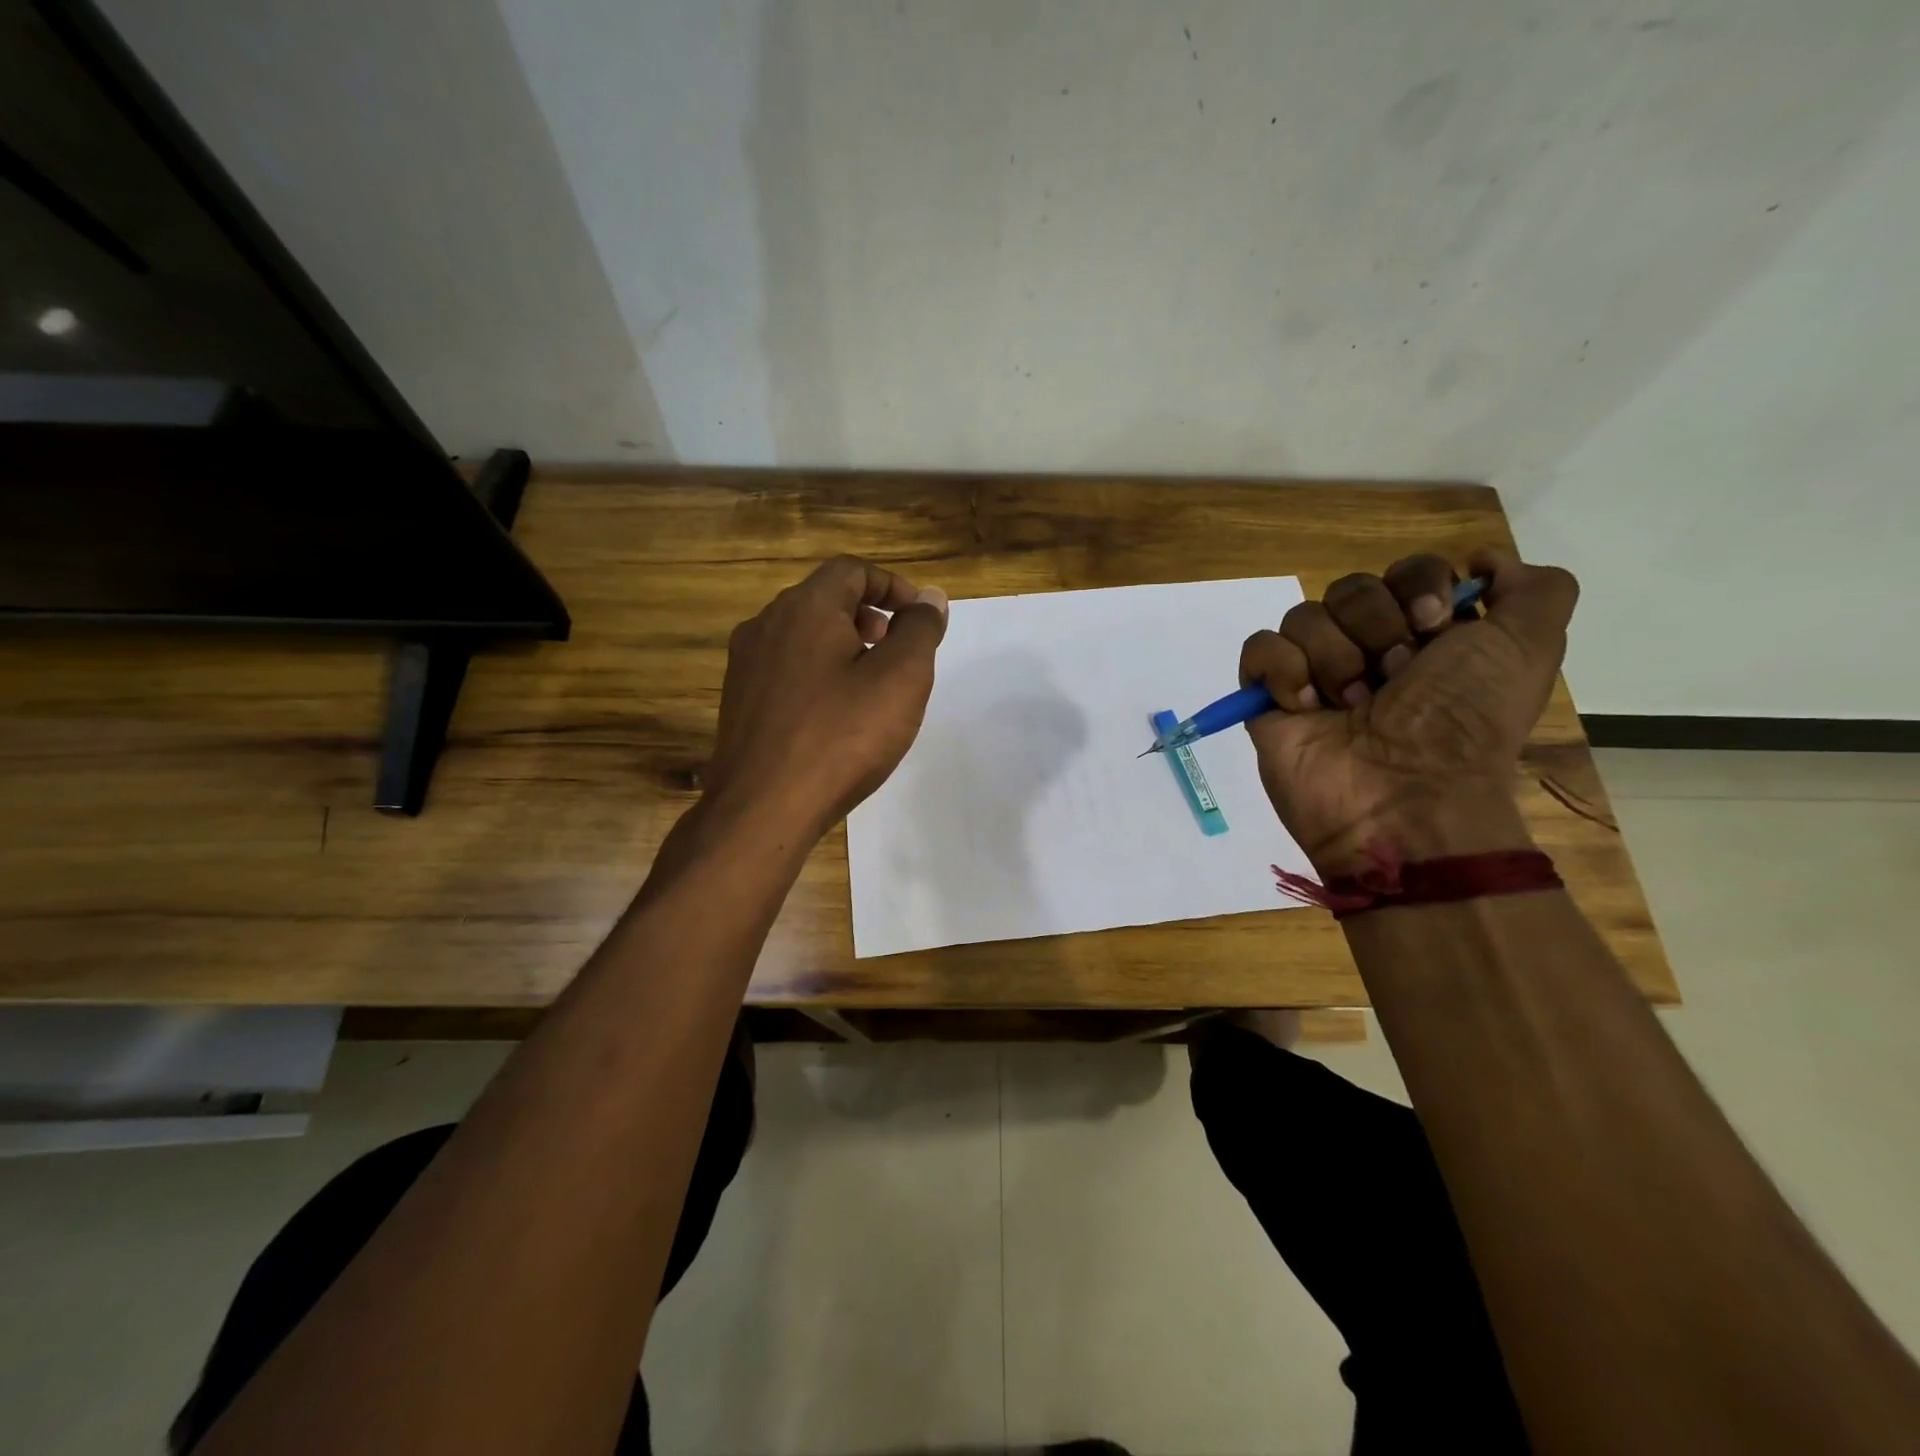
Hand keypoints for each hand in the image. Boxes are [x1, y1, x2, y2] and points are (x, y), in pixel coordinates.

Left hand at [703, 556, 947, 839]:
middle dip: (868, 614)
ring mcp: (746, 664)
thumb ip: (919, 629)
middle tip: (896, 648)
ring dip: (842, 643)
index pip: (851, 570)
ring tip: (870, 682)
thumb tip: (930, 598)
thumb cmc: (841, 737)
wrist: (763, 807)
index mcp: (805, 608)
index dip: (892, 585)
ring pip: (803, 634)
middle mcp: (766, 624)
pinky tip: (835, 713)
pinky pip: (786, 667)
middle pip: (824, 599)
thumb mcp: (900, 678)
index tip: (918, 617)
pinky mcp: (739, 700)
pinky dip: (818, 671)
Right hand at [1239, 548, 1578, 873]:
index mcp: (1428, 636)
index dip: (1417, 587)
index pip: (1406, 570)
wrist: (1403, 799)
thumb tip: (1485, 560)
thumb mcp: (1529, 648)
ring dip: (1335, 660)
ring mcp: (1314, 673)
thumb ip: (1536, 590)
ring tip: (1352, 706)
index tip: (1433, 627)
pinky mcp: (1267, 697)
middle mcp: (1370, 649)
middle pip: (1351, 588)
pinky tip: (1306, 707)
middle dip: (1376, 629)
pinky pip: (1259, 649)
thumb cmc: (1463, 723)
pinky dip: (1282, 671)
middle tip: (1395, 678)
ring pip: (1304, 616)